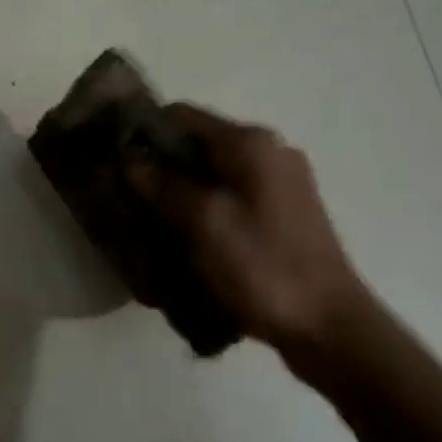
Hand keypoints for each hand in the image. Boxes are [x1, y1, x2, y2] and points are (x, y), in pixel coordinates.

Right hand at [131, 104, 369, 352]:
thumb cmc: (264, 268)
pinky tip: (183, 236)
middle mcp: (269, 152)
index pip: (183, 115)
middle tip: (124, 194)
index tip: (113, 158)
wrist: (328, 326)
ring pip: (214, 173)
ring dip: (180, 190)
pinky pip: (231, 197)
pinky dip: (204, 208)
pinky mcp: (283, 213)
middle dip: (160, 165)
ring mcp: (281, 183)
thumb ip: (164, 185)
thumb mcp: (205, 223)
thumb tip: (130, 159)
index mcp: (252, 143)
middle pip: (199, 144)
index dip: (144, 131)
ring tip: (147, 219)